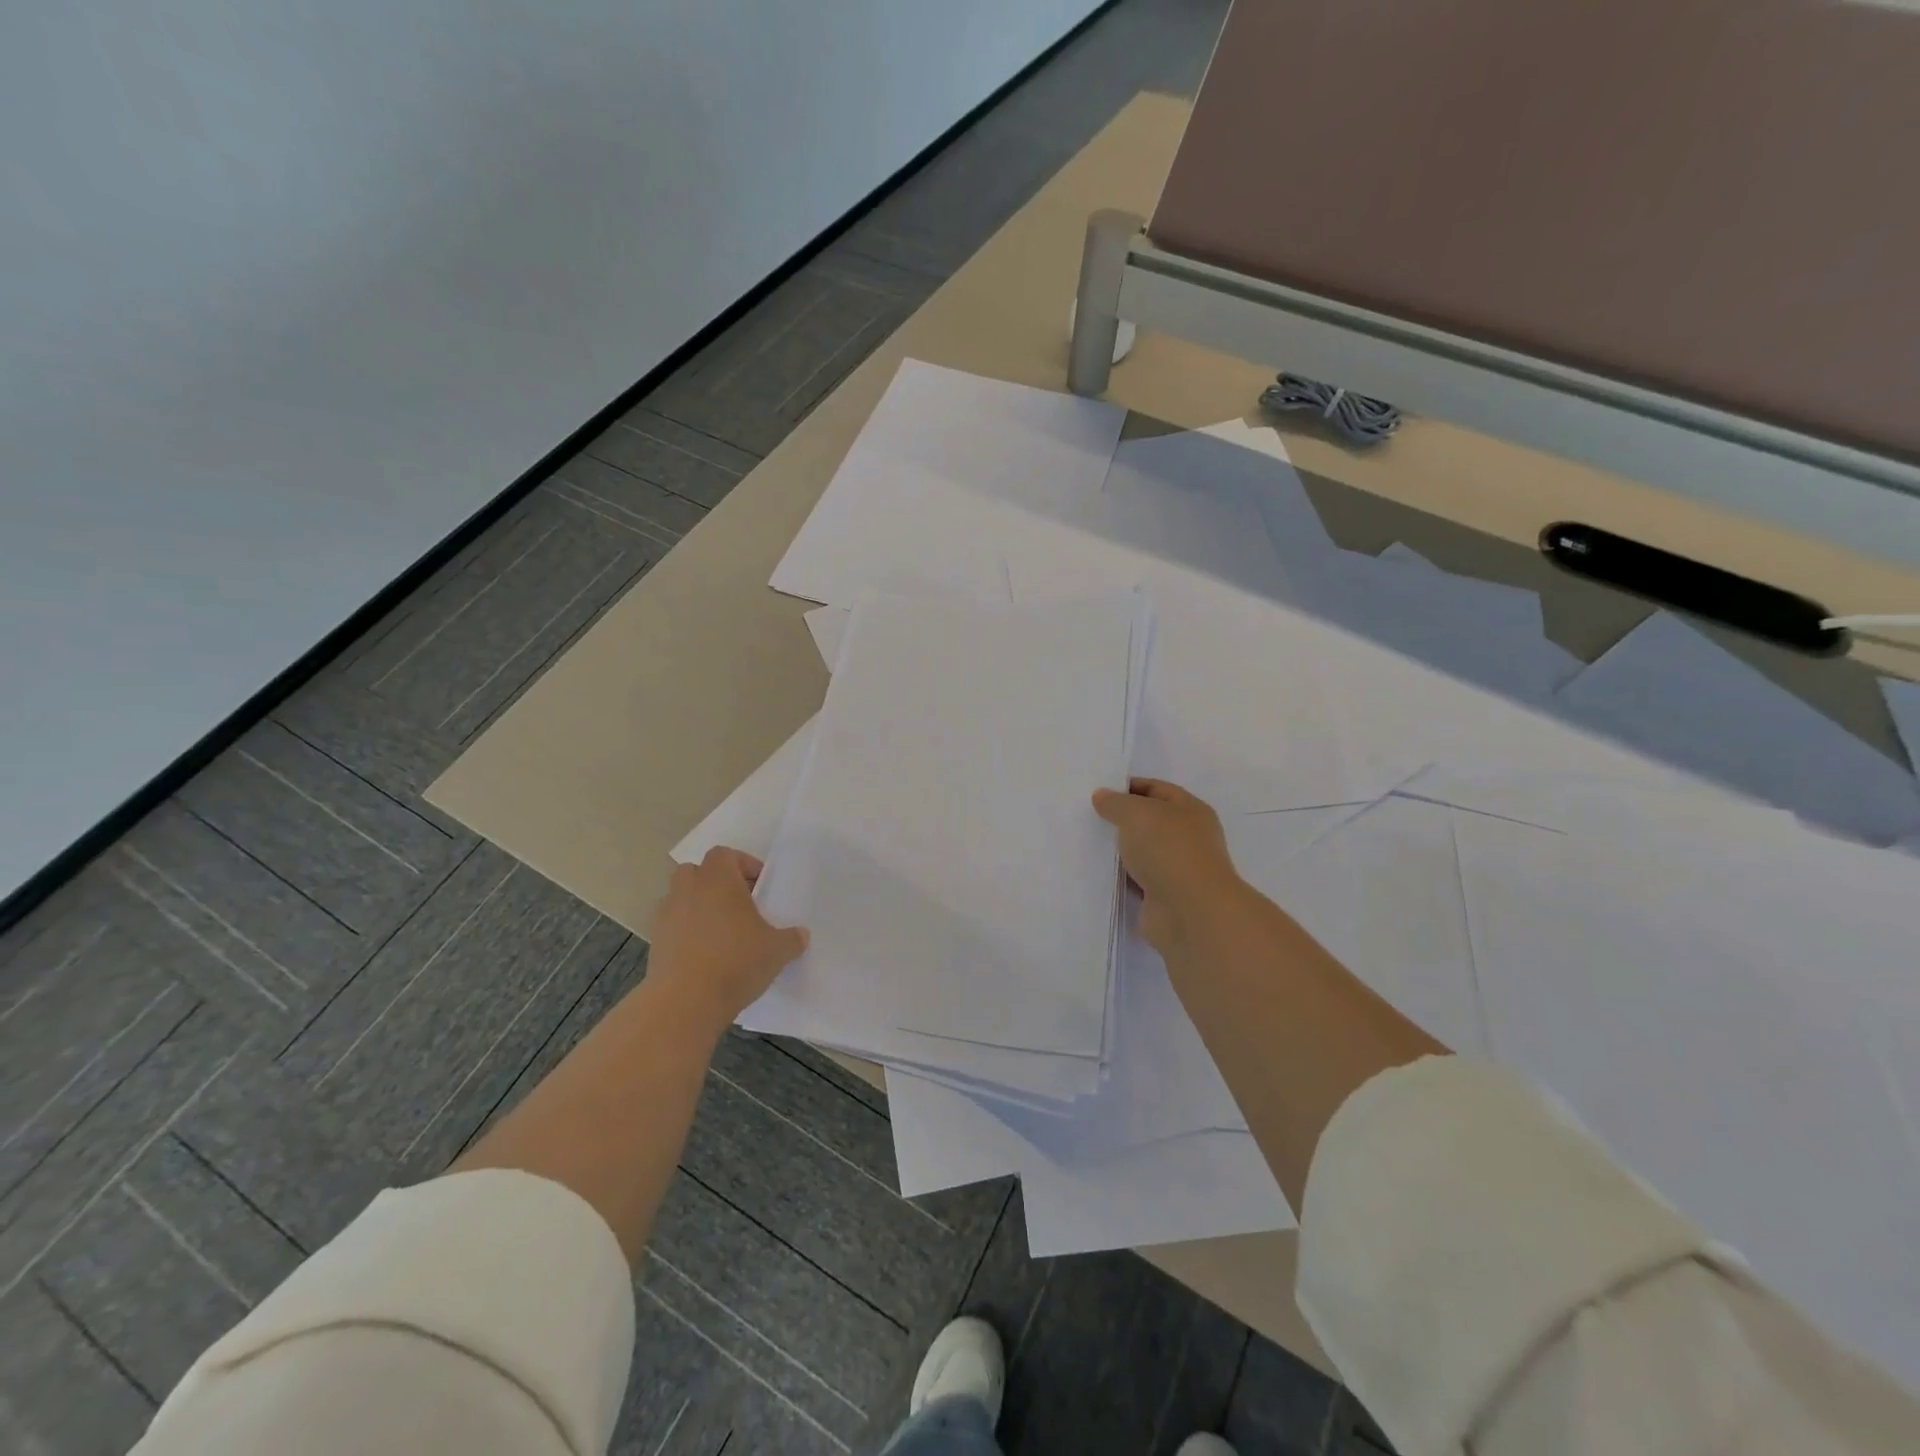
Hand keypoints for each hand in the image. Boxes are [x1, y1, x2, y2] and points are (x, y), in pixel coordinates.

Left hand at [648, 848, 808, 1029]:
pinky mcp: (655, 942)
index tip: (760, 886)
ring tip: (723, 933)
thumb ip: (791, 938)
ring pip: (682, 899)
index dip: (744, 865)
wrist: (685, 1002)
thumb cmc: (736, 962)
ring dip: (700, 908)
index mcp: (718, 879)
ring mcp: (666, 915)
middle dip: (717, 883)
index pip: (725, 854)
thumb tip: (801, 935)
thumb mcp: (777, 950)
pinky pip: (674, 926)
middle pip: (698, 872)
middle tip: (740, 905)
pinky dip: (687, 933)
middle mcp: (688, 889)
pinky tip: (706, 955)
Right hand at [1093, 778, 1242, 953]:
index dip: (1129, 788)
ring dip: (1119, 851)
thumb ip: (1116, 803)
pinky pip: (1136, 881)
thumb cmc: (1168, 850)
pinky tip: (1096, 873)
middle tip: (1087, 817)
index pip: (1157, 789)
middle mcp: (1188, 838)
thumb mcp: (1136, 813)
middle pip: (1149, 822)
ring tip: (1085, 843)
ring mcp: (1177, 870)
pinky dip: (1120, 878)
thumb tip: (1102, 796)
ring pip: (1141, 853)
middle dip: (1121, 820)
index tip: (1098, 793)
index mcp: (1190, 810)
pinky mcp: (1163, 898)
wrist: (1190, 912)